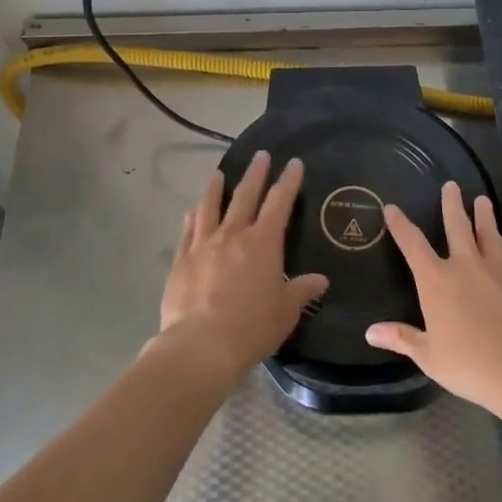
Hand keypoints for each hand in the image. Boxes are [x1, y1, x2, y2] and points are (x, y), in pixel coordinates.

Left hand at [156, 152, 328, 384]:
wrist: (201, 346)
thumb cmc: (252, 328)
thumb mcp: (286, 311)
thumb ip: (301, 290)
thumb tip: (320, 280)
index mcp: (263, 243)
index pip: (279, 203)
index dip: (288, 181)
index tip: (293, 163)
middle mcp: (233, 235)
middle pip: (245, 196)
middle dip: (255, 174)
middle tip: (260, 155)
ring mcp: (203, 245)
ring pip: (210, 206)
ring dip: (216, 187)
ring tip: (219, 174)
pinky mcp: (181, 260)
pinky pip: (188, 230)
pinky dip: (193, 216)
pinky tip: (192, 210)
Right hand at [367, 182, 501, 416]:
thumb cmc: (471, 365)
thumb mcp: (429, 356)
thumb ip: (402, 338)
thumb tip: (370, 332)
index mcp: (436, 281)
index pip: (412, 244)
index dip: (400, 225)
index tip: (392, 208)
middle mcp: (464, 265)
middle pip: (456, 226)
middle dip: (451, 204)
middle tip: (450, 186)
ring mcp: (496, 268)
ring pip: (487, 232)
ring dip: (482, 214)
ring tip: (481, 200)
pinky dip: (500, 240)